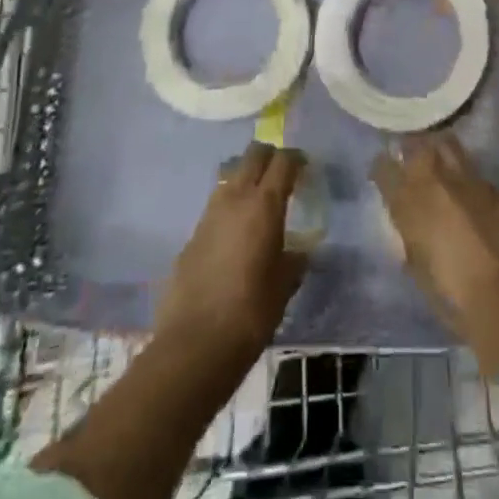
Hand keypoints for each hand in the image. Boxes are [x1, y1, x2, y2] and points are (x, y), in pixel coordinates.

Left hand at [155, 143, 308, 359]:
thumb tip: (298, 251)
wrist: (195, 343)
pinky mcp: (192, 233)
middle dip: (270, 157)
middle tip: (283, 174)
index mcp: (265, 205)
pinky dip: (230, 206)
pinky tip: (236, 232)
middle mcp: (236, 198)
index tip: (305, 167)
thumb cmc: (251, 312)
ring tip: (259, 202)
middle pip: (253, 155)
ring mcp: (210, 213)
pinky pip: (216, 204)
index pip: (283, 161)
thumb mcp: (285, 285)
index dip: (296, 159)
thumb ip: (294, 259)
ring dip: (247, 178)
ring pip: (231, 175)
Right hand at [371, 132, 498, 342]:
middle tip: (410, 162)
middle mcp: (437, 181)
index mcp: (409, 202)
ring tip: (440, 167)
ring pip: (448, 146)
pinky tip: (471, 196)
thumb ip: (410, 240)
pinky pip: (475, 173)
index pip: (384, 169)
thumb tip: (410, 228)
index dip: (382, 169)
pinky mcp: (497, 189)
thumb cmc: (455, 299)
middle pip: (417, 146)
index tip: (382, 174)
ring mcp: (470, 180)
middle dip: (412, 150)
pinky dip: (468, 179)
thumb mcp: (419, 271)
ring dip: (440, 153)